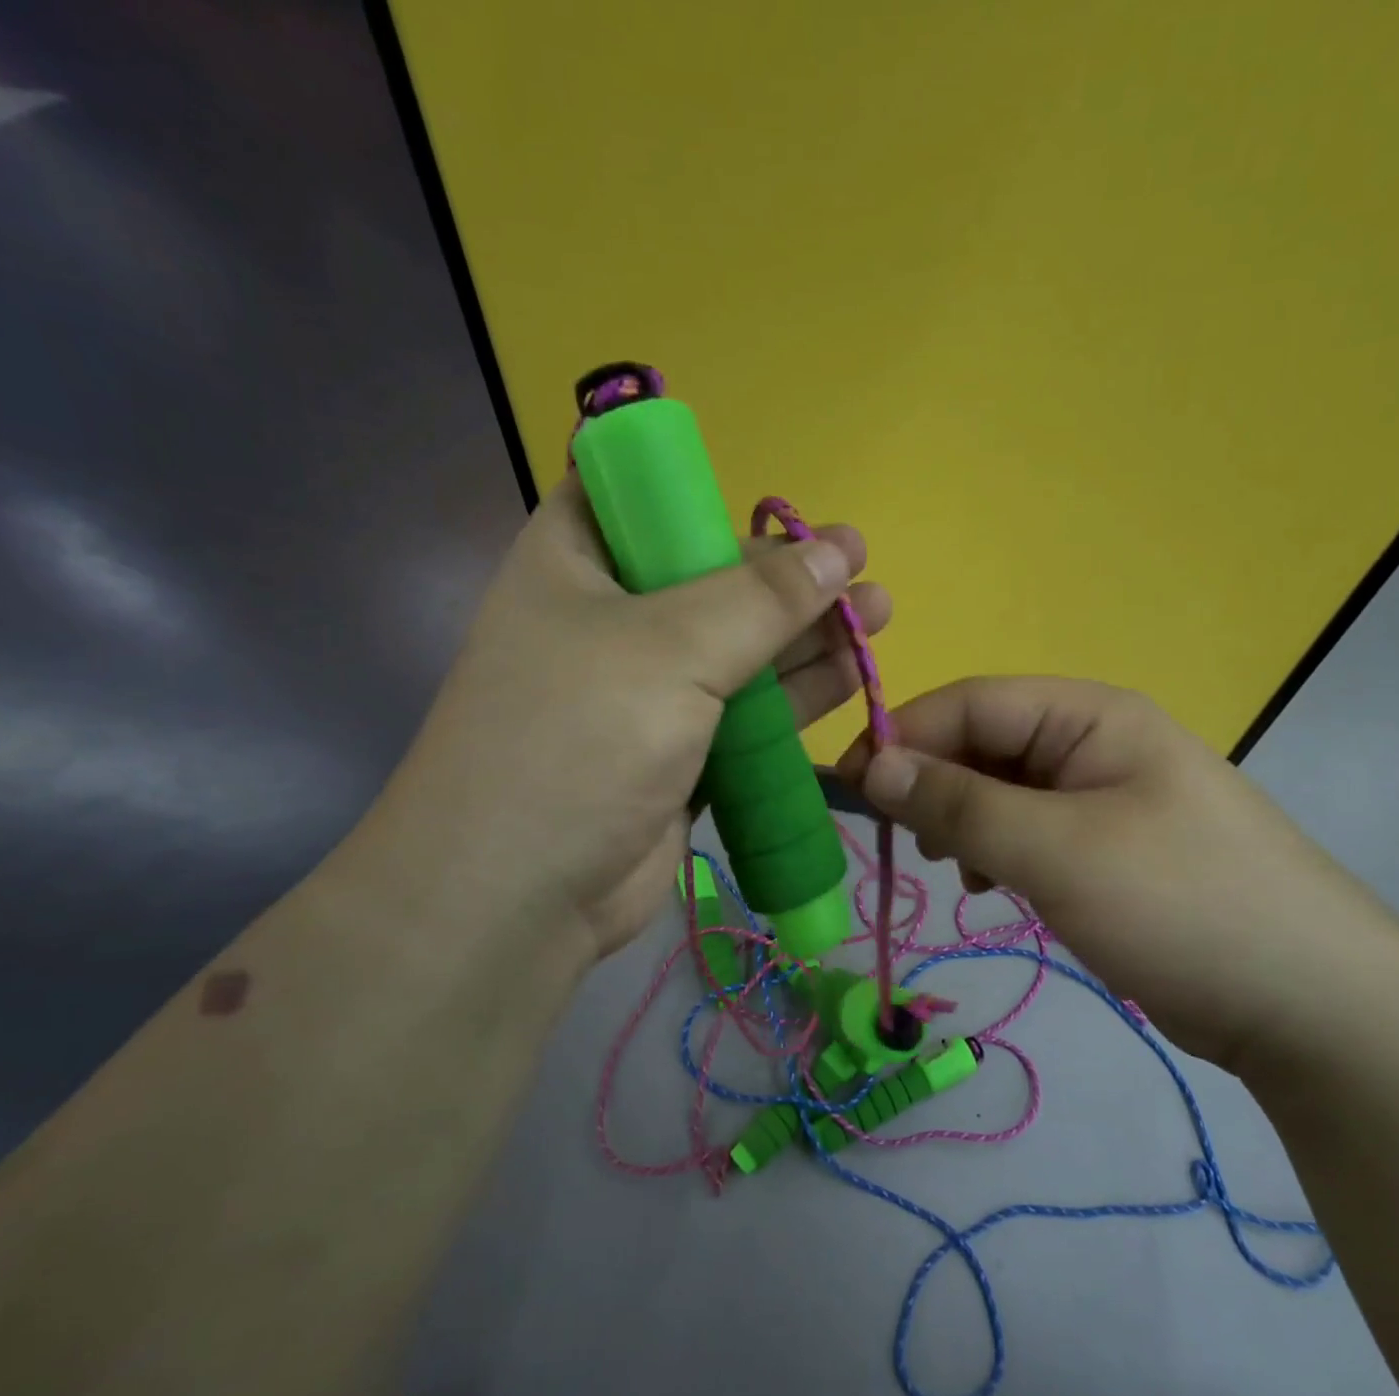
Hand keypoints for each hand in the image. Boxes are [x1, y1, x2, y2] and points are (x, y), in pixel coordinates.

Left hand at [367, 473, 890, 966]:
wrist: (521, 897)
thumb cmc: (580, 739)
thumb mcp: (672, 649)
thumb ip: (761, 599)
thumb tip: (838, 551)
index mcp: (574, 563)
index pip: (637, 498)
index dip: (706, 494)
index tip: (775, 507)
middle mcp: (607, 619)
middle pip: (707, 576)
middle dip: (785, 575)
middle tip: (861, 569)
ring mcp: (643, 692)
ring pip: (737, 648)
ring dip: (805, 635)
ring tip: (877, 614)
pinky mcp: (676, 752)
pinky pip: (745, 711)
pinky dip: (794, 696)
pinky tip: (851, 676)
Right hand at [836, 677, 1398, 1070]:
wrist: (1312, 1006)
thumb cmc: (1180, 904)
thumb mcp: (1055, 849)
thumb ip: (958, 803)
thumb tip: (871, 765)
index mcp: (1090, 715)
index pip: (972, 703)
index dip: (904, 736)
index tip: (849, 786)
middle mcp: (1094, 743)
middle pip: (984, 744)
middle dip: (933, 784)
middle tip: (901, 839)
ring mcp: (1103, 796)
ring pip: (1000, 790)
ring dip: (962, 821)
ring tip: (953, 868)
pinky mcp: (1107, 847)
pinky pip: (1027, 829)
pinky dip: (995, 851)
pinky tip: (988, 885)